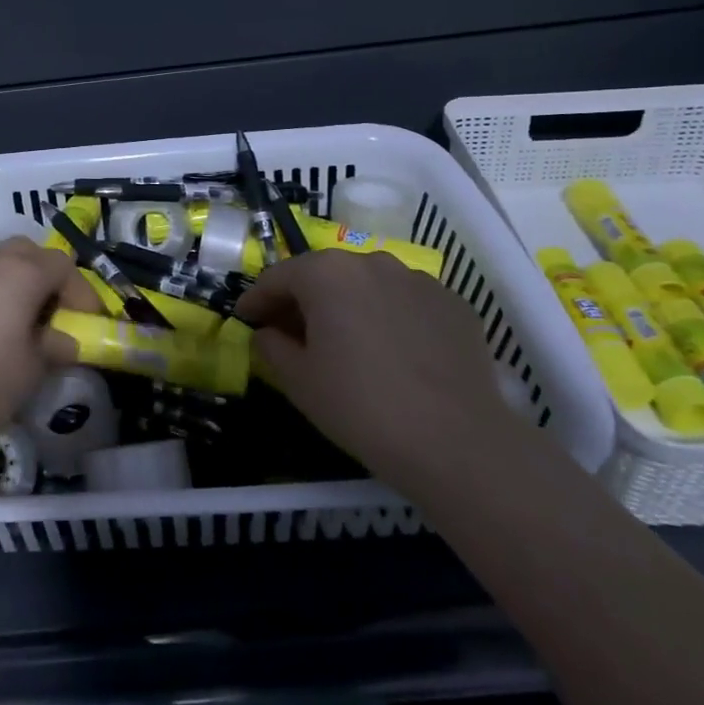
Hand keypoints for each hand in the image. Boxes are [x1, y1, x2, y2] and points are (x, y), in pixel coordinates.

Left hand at [0, 238, 79, 459]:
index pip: (64, 265)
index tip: (88, 327)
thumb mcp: (31, 371)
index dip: (83, 294)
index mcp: (21, 272)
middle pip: (29, 254)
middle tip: (56, 318)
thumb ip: (55, 348)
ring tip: (23, 330)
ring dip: (18, 288)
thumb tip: (65, 340)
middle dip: (49, 280)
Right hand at [236, 249, 516, 486]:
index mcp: (326, 273)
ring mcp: (417, 279)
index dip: (256, 300)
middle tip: (291, 334)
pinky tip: (392, 353)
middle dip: (302, 301)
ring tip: (345, 342)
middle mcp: (371, 262)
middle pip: (323, 275)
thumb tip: (267, 332)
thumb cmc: (361, 406)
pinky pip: (405, 302)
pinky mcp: (453, 303)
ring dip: (348, 305)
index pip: (277, 277)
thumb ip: (271, 346)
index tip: (245, 321)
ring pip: (367, 285)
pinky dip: (389, 317)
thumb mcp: (298, 381)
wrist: (458, 442)